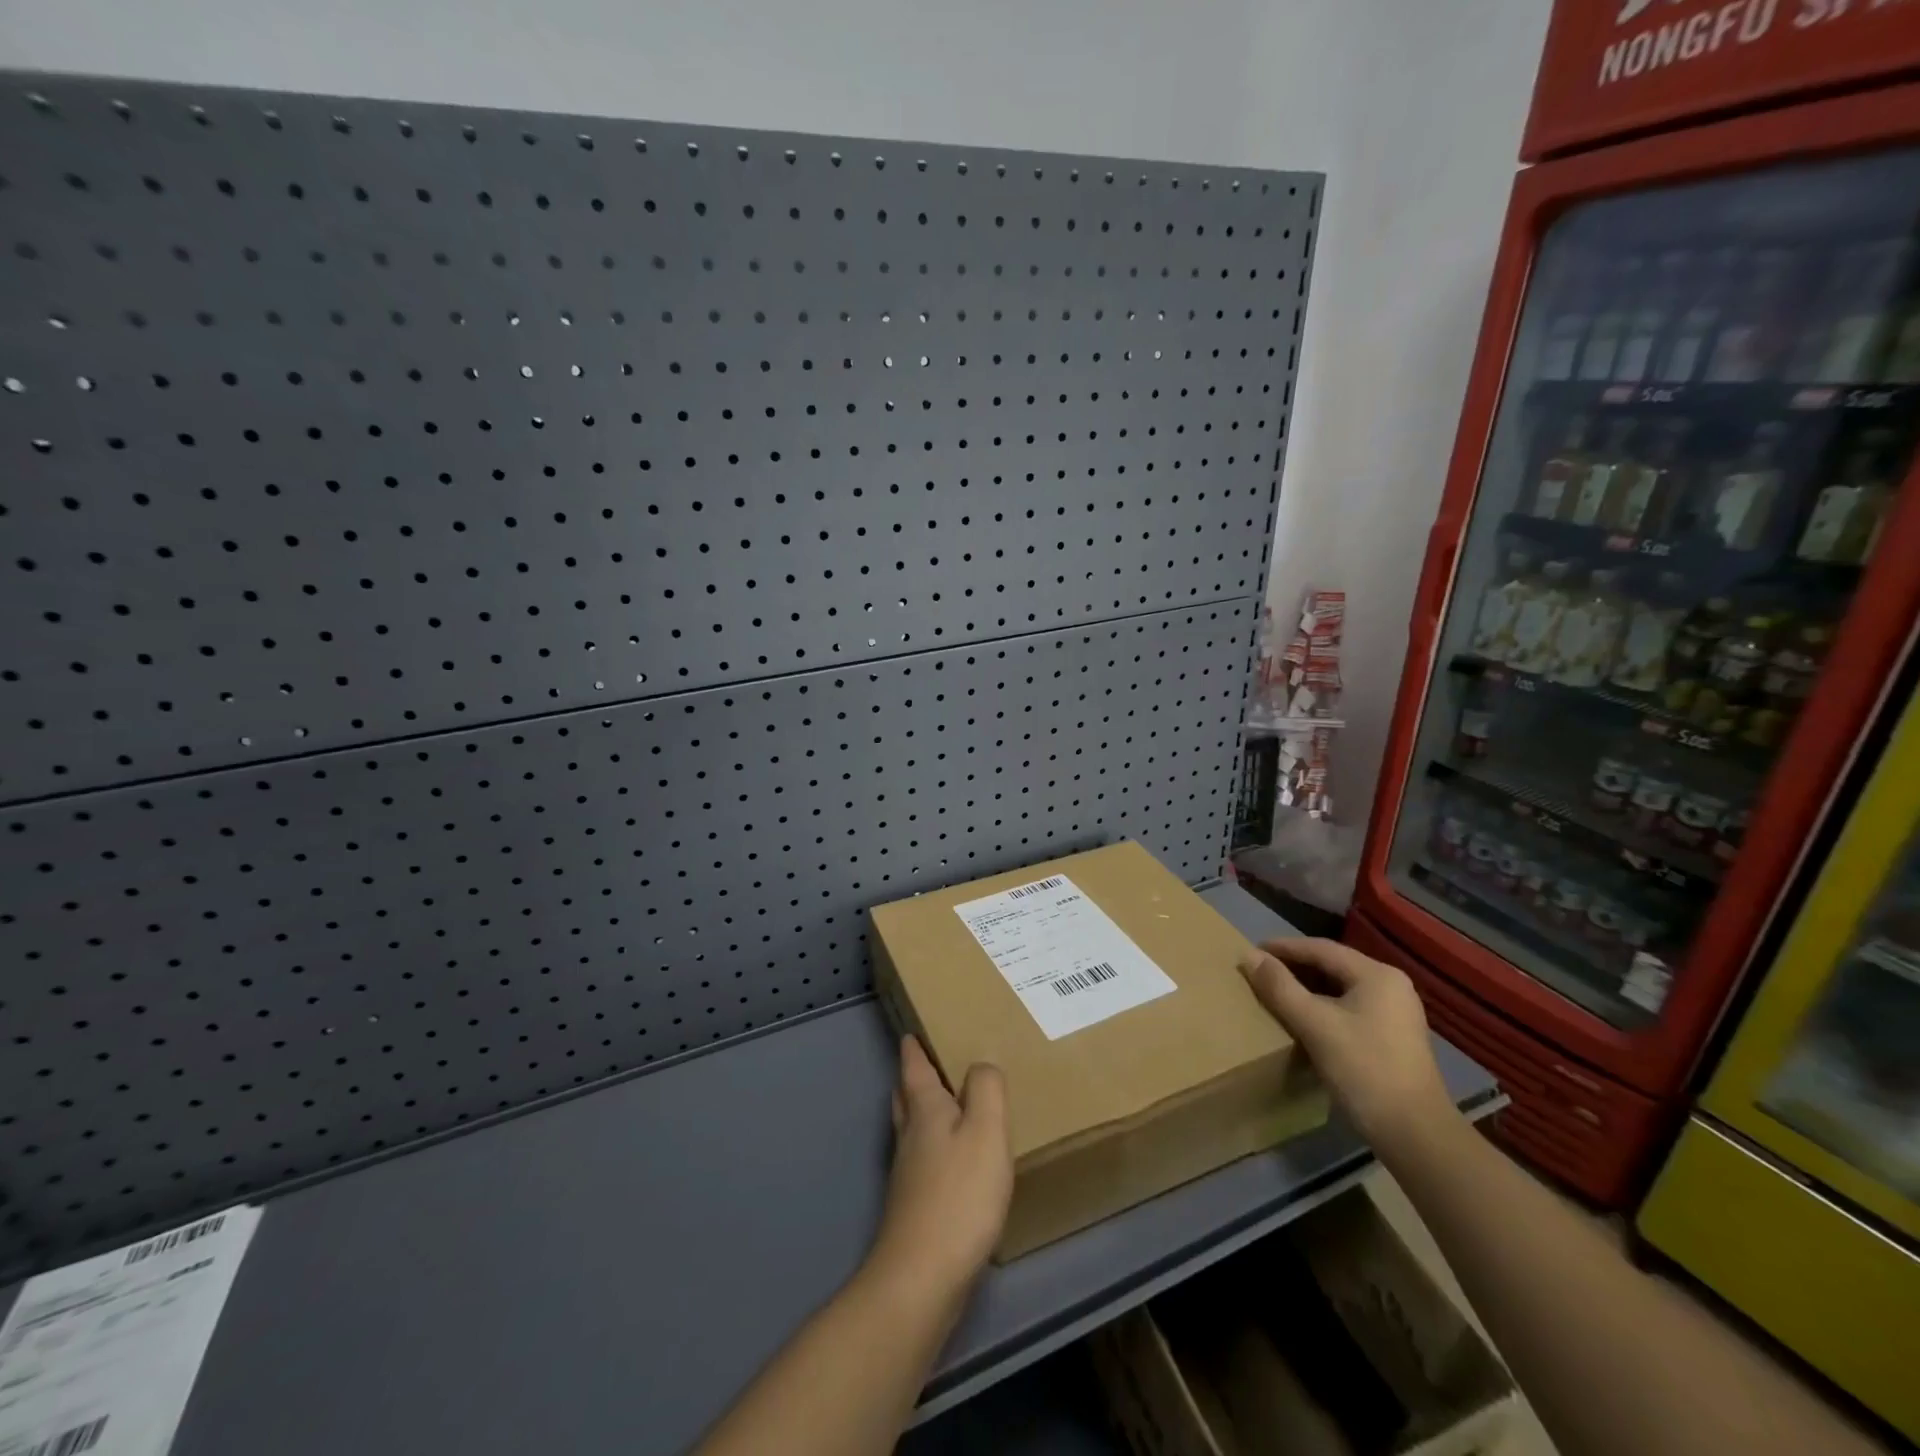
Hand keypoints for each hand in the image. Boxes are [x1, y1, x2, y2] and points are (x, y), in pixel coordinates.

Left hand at [868, 1035, 1012, 1305]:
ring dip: (923, 1112)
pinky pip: (923, 1160)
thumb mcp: (986, 1131)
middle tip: (931, 1063)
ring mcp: (908, 1174)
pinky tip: (954, 1162)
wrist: (922, 1277)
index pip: (913, 1067)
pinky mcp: (915, 1207)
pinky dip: (934, 1147)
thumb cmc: (960, 1195)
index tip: (912, 1031)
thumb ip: (986, 1090)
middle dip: (914, 1078)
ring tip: (947, 1106)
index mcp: (925, 1109)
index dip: (913, 1047)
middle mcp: (910, 1135)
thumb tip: (980, 1064)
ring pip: (912, 1129)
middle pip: (906, 1097)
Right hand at [1238, 937, 1453, 1154]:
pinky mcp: (1393, 1037)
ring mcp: (1396, 1012)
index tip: (1250, 952)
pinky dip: (1323, 1006)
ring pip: (1341, 988)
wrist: (1415, 1135)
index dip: (1283, 948)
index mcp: (1377, 975)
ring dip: (1307, 988)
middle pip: (1332, 965)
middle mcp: (1391, 985)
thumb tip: (1249, 955)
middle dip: (1294, 967)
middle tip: (1259, 972)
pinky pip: (1350, 1007)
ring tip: (1275, 993)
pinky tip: (1303, 1019)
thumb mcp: (1314, 1024)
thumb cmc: (1363, 1070)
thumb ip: (1280, 987)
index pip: (1321, 949)